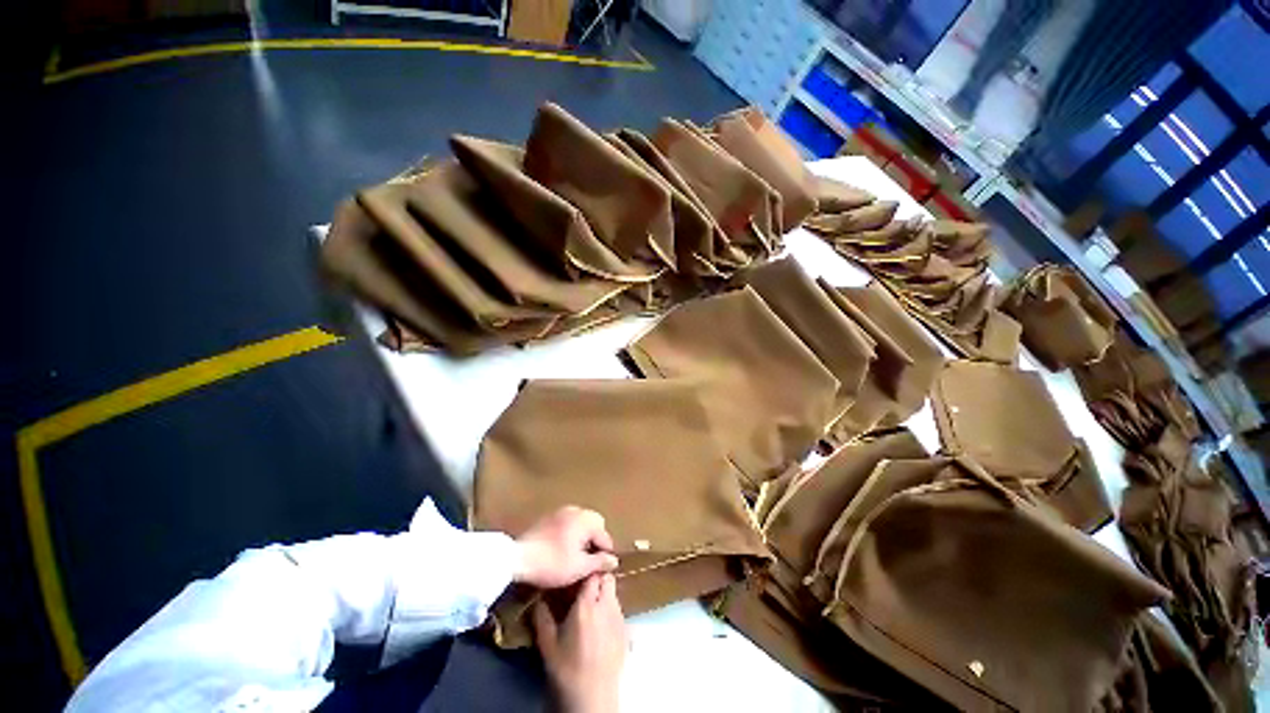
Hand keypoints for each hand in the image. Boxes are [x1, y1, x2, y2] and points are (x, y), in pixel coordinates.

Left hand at [516, 506, 618, 588]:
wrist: (518, 557)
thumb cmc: (552, 563)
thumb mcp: (579, 568)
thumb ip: (599, 562)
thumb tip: (614, 560)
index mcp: (586, 519)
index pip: (604, 535)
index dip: (605, 553)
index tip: (602, 568)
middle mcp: (576, 510)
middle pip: (594, 523)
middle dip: (594, 540)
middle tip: (589, 560)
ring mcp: (561, 511)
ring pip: (580, 522)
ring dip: (582, 536)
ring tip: (576, 555)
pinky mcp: (548, 516)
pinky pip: (567, 522)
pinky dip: (570, 533)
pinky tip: (562, 548)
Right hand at [534, 574, 626, 712]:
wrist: (592, 697)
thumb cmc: (566, 669)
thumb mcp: (547, 644)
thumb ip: (542, 616)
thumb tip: (538, 599)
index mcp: (587, 604)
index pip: (592, 573)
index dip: (585, 571)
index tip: (576, 576)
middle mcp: (606, 605)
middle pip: (607, 578)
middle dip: (597, 579)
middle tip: (583, 590)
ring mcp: (619, 617)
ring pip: (614, 593)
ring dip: (604, 594)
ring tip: (591, 608)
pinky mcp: (625, 630)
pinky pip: (618, 610)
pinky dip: (610, 609)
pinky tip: (599, 625)